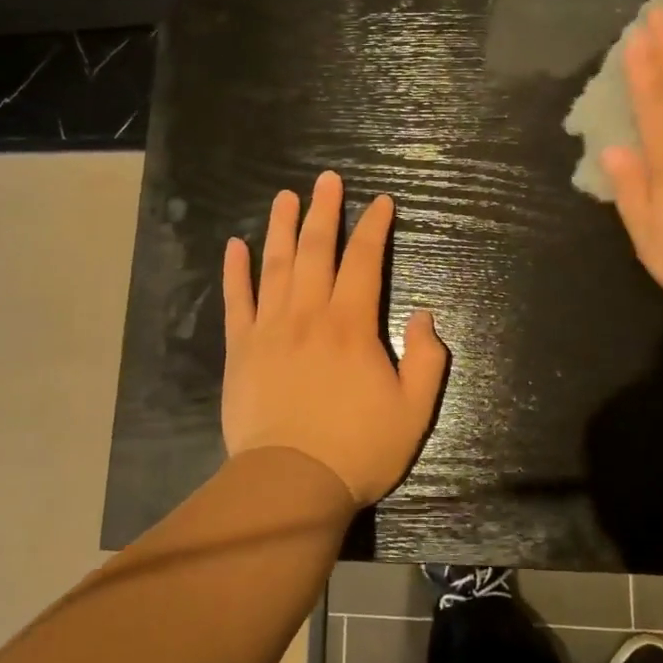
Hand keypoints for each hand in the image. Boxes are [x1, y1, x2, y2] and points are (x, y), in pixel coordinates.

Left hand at [221, 171, 448, 505]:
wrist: (290, 484)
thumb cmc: (357, 448)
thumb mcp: (414, 411)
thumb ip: (428, 359)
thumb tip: (425, 315)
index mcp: (351, 325)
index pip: (365, 261)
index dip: (374, 228)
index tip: (381, 202)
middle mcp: (309, 314)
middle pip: (317, 250)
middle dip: (325, 211)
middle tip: (327, 179)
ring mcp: (269, 328)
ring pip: (276, 265)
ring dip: (282, 227)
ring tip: (285, 197)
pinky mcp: (241, 349)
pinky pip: (237, 300)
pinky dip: (235, 271)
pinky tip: (235, 245)